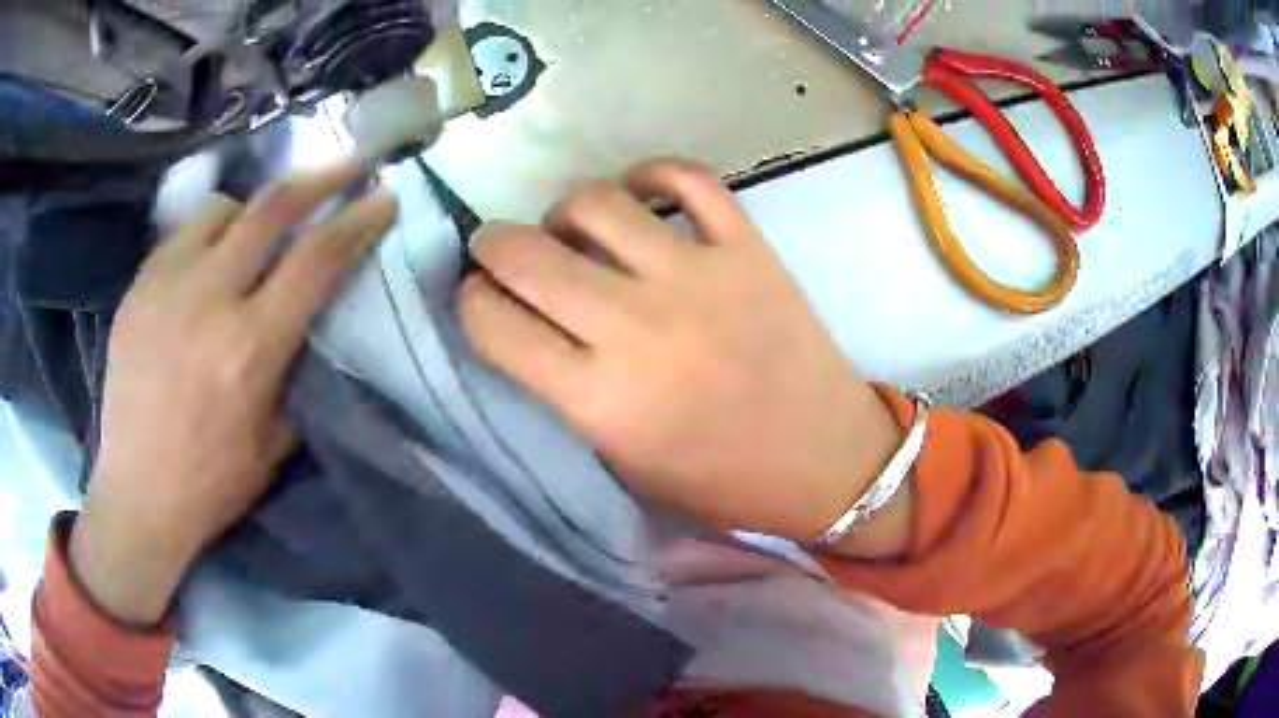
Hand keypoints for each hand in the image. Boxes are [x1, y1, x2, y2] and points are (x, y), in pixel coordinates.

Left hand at [70, 163, 397, 624]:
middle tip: (348, 163)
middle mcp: (207, 301)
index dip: (358, 221)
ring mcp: (165, 287)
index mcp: (249, 348)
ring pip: (221, 209)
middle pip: (271, 209)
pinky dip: (207, 236)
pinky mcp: (138, 288)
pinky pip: (181, 236)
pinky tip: (207, 264)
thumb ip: (299, 370)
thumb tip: (316, 319)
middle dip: (320, 177)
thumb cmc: (212, 481)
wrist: (137, 493)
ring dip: (251, 211)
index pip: (317, 260)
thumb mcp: (275, 441)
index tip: (385, 197)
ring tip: (257, 232)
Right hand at [459, 158, 902, 546]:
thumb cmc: (720, 482)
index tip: (479, 299)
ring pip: (596, 202)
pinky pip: (687, 178)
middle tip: (501, 253)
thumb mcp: (622, 463)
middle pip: (525, 254)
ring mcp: (698, 276)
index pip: (493, 324)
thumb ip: (564, 393)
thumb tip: (527, 321)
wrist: (825, 460)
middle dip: (493, 247)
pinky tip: (643, 194)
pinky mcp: (748, 248)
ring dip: (564, 211)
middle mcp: (638, 327)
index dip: (471, 303)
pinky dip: (653, 174)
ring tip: (573, 231)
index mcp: (600, 399)